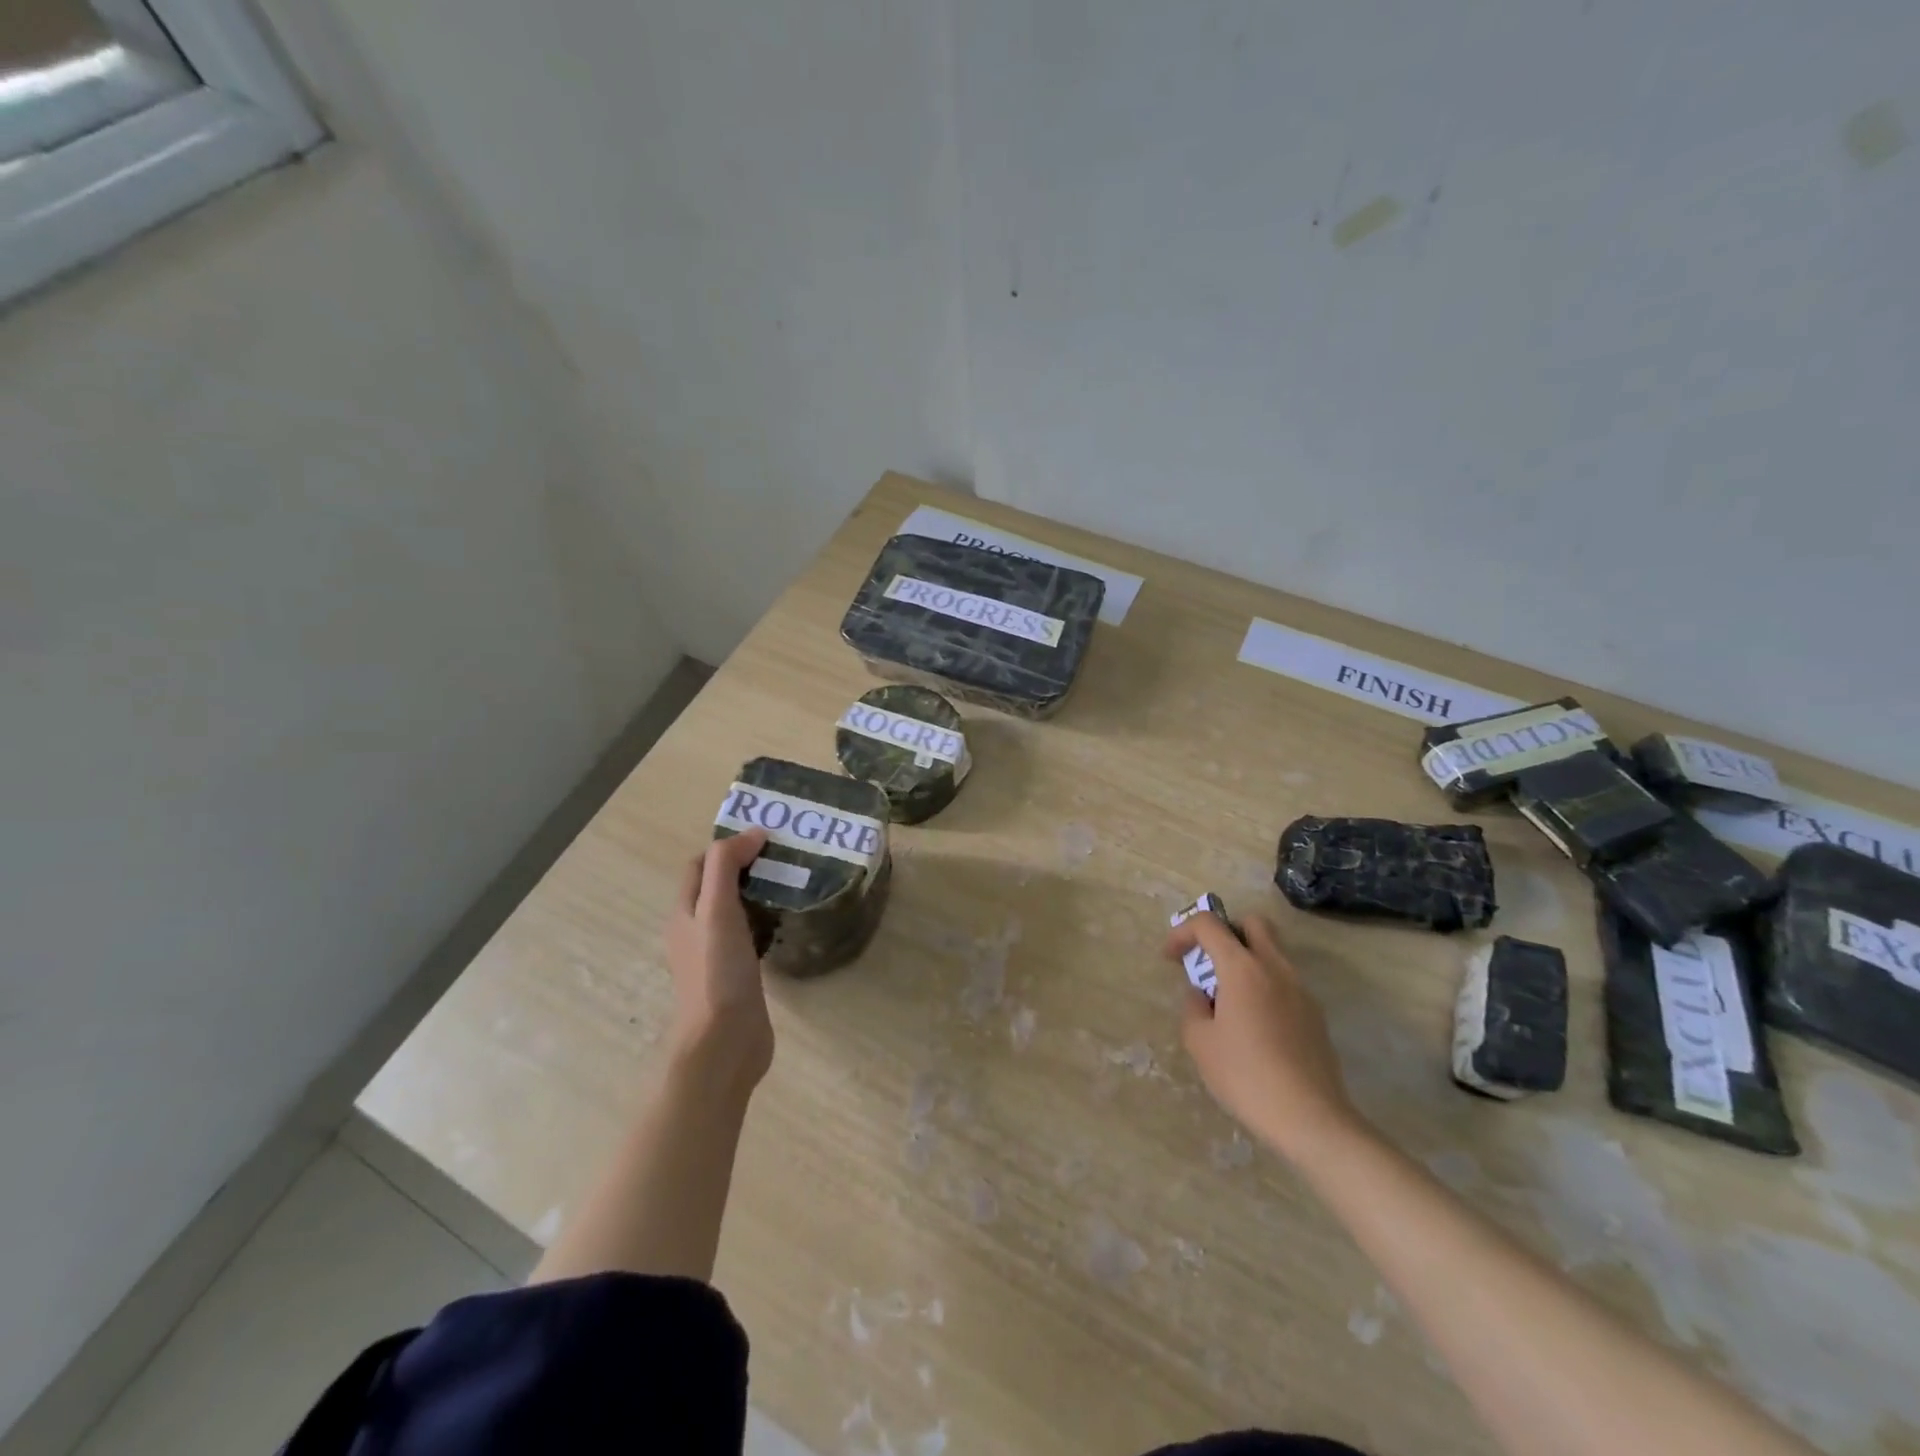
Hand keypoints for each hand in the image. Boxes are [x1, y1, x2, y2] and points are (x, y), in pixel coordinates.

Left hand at [665, 831, 774, 1094]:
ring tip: (792, 882)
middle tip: (785, 857)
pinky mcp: (739, 975)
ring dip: (758, 894)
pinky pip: (752, 936)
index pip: (699, 866)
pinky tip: (788, 922)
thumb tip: (753, 833)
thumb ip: (727, 866)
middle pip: (717, 887)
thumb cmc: (717, 972)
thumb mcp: (717, 910)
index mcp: (684, 913)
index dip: (726, 847)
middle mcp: (696, 931)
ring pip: (736, 912)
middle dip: (746, 867)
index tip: (765, 838)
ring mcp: (717, 955)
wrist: (724, 1041)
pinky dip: (767, 921)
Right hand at [1165, 912, 1364, 1164]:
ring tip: (1227, 999)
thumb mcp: (1200, 1042)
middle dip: (1226, 932)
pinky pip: (1284, 982)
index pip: (1209, 924)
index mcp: (1242, 968)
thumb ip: (1193, 1007)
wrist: (1310, 1118)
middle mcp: (1275, 968)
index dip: (1183, 932)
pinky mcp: (1315, 1014)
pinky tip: (1254, 1026)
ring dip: (1246, 961)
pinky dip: (1264, 986)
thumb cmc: (1246, 1076)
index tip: (1170, 958)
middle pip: (1252, 923)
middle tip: (1208, 961)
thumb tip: (1202, 995)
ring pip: (1272, 952)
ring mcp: (1300, 990)